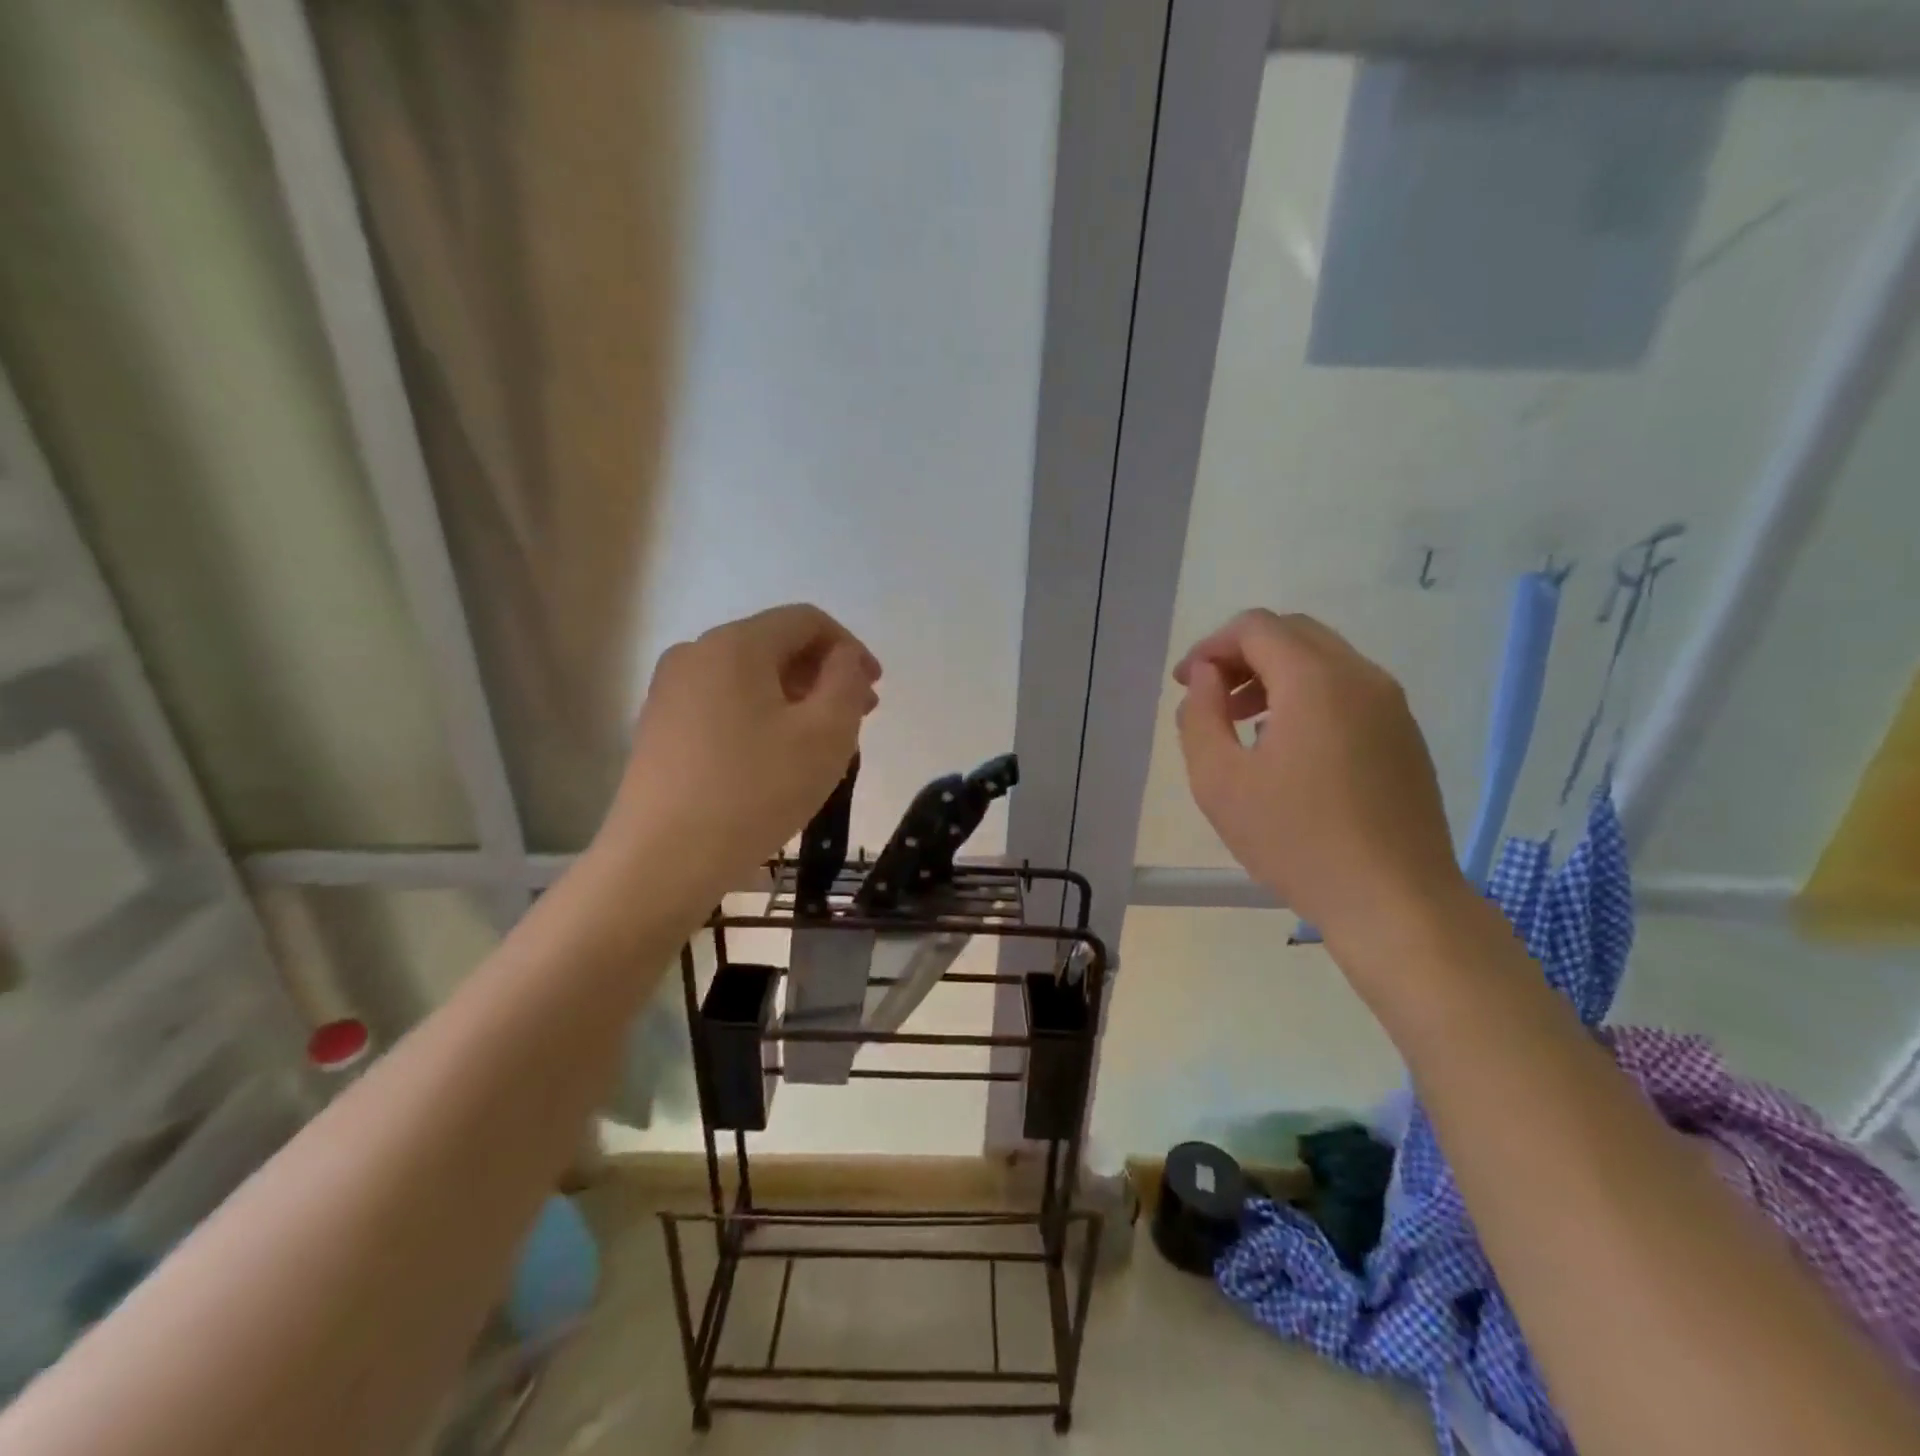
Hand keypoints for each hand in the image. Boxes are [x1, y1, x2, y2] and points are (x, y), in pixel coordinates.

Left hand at [603, 605, 880, 896]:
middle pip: (775, 646)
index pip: (806, 620)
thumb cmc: (755, 791)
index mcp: (735, 644)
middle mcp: (695, 653)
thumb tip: (843, 658)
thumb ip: (847, 681)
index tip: (875, 690)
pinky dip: (761, 716)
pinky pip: (724, 704)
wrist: (662, 860)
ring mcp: (669, 691)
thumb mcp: (826, 734)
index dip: (850, 647)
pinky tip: (776, 758)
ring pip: (750, 678)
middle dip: (824, 675)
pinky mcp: (659, 728)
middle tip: (858, 718)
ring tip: (821, 742)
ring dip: (795, 698)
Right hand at [1174, 610, 1464, 951]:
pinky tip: (1288, 747)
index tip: (1185, 683)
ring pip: (1323, 660)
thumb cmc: (1296, 840)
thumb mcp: (1219, 781)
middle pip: (1293, 633)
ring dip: (1275, 674)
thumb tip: (1205, 677)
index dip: (1211, 646)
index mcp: (1315, 680)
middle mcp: (1361, 677)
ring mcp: (1392, 706)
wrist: (1395, 901)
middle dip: (1243, 655)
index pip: (1256, 627)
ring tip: (1244, 723)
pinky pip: (1348, 690)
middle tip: (1212, 697)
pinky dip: (1308, 695)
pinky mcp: (1405, 735)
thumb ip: (1200, 716)